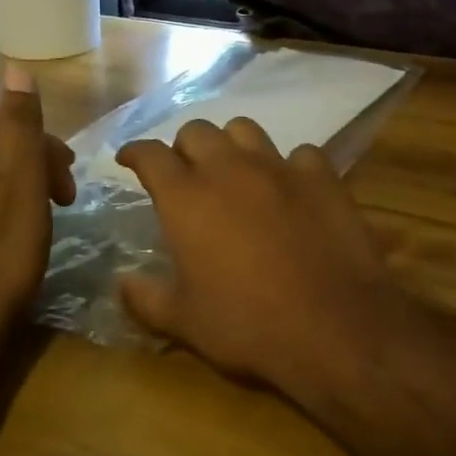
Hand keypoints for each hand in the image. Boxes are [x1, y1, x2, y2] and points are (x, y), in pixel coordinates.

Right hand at [115, 118, 407, 385]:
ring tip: (235, 170)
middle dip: (184, 147)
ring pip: (245, 129)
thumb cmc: (248, 325)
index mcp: (187, 198)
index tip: (128, 159)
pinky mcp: (321, 176)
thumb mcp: (184, 322)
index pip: (150, 155)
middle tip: (186, 173)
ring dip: (231, 145)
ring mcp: (279, 168)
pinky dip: (289, 166)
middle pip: (197, 131)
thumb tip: (121, 281)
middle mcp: (229, 169)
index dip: (135, 153)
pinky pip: (300, 153)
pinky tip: (291, 188)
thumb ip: (144, 298)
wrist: (334, 326)